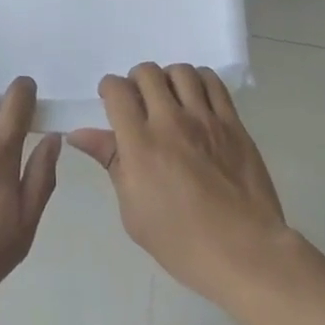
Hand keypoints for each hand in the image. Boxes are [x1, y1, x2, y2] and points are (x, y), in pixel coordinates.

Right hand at [68, 64, 287, 305]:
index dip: (109, 89)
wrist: (245, 253)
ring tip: (170, 99)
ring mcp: (205, 119)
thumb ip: (110, 162)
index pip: (117, 90)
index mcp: (140, 144)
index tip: (111, 102)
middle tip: (139, 102)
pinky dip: (199, 81)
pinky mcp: (232, 123)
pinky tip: (196, 99)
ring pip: (180, 71)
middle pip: (146, 73)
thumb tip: (79, 134)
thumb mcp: (133, 211)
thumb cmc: (181, 242)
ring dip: (168, 79)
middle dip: (136, 81)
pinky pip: (213, 82)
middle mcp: (170, 122)